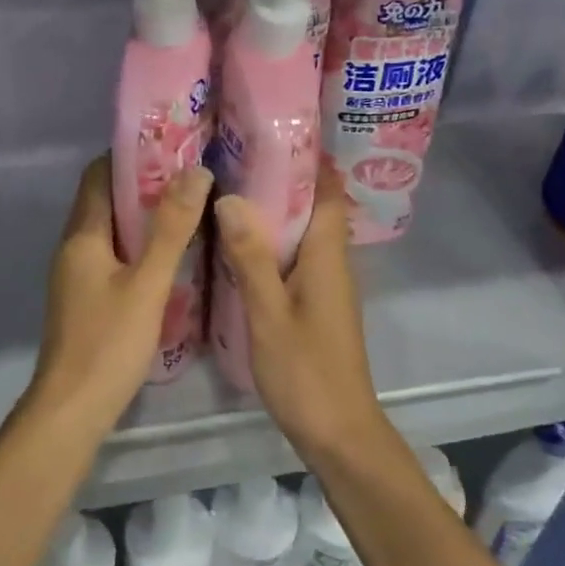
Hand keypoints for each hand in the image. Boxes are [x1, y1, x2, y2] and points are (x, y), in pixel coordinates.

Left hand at [31, 157, 212, 429]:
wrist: (72, 409)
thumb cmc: (109, 341)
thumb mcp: (148, 282)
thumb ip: (171, 228)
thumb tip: (195, 171)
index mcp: (82, 235)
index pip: (99, 175)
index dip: (131, 156)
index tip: (172, 147)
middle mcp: (74, 247)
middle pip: (106, 201)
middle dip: (144, 185)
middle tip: (192, 177)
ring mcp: (78, 275)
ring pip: (112, 231)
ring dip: (144, 217)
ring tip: (189, 209)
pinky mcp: (87, 299)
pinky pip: (114, 257)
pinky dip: (140, 247)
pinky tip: (172, 257)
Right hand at [213, 166, 385, 457]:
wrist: (339, 433)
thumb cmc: (306, 372)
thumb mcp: (269, 313)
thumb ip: (251, 256)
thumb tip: (230, 197)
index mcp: (328, 255)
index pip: (325, 188)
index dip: (304, 157)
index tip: (267, 132)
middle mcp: (332, 261)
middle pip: (312, 205)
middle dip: (278, 178)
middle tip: (230, 156)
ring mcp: (324, 284)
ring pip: (300, 232)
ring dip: (272, 210)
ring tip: (226, 189)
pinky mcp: (314, 303)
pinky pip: (293, 257)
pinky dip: (269, 242)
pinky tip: (234, 244)